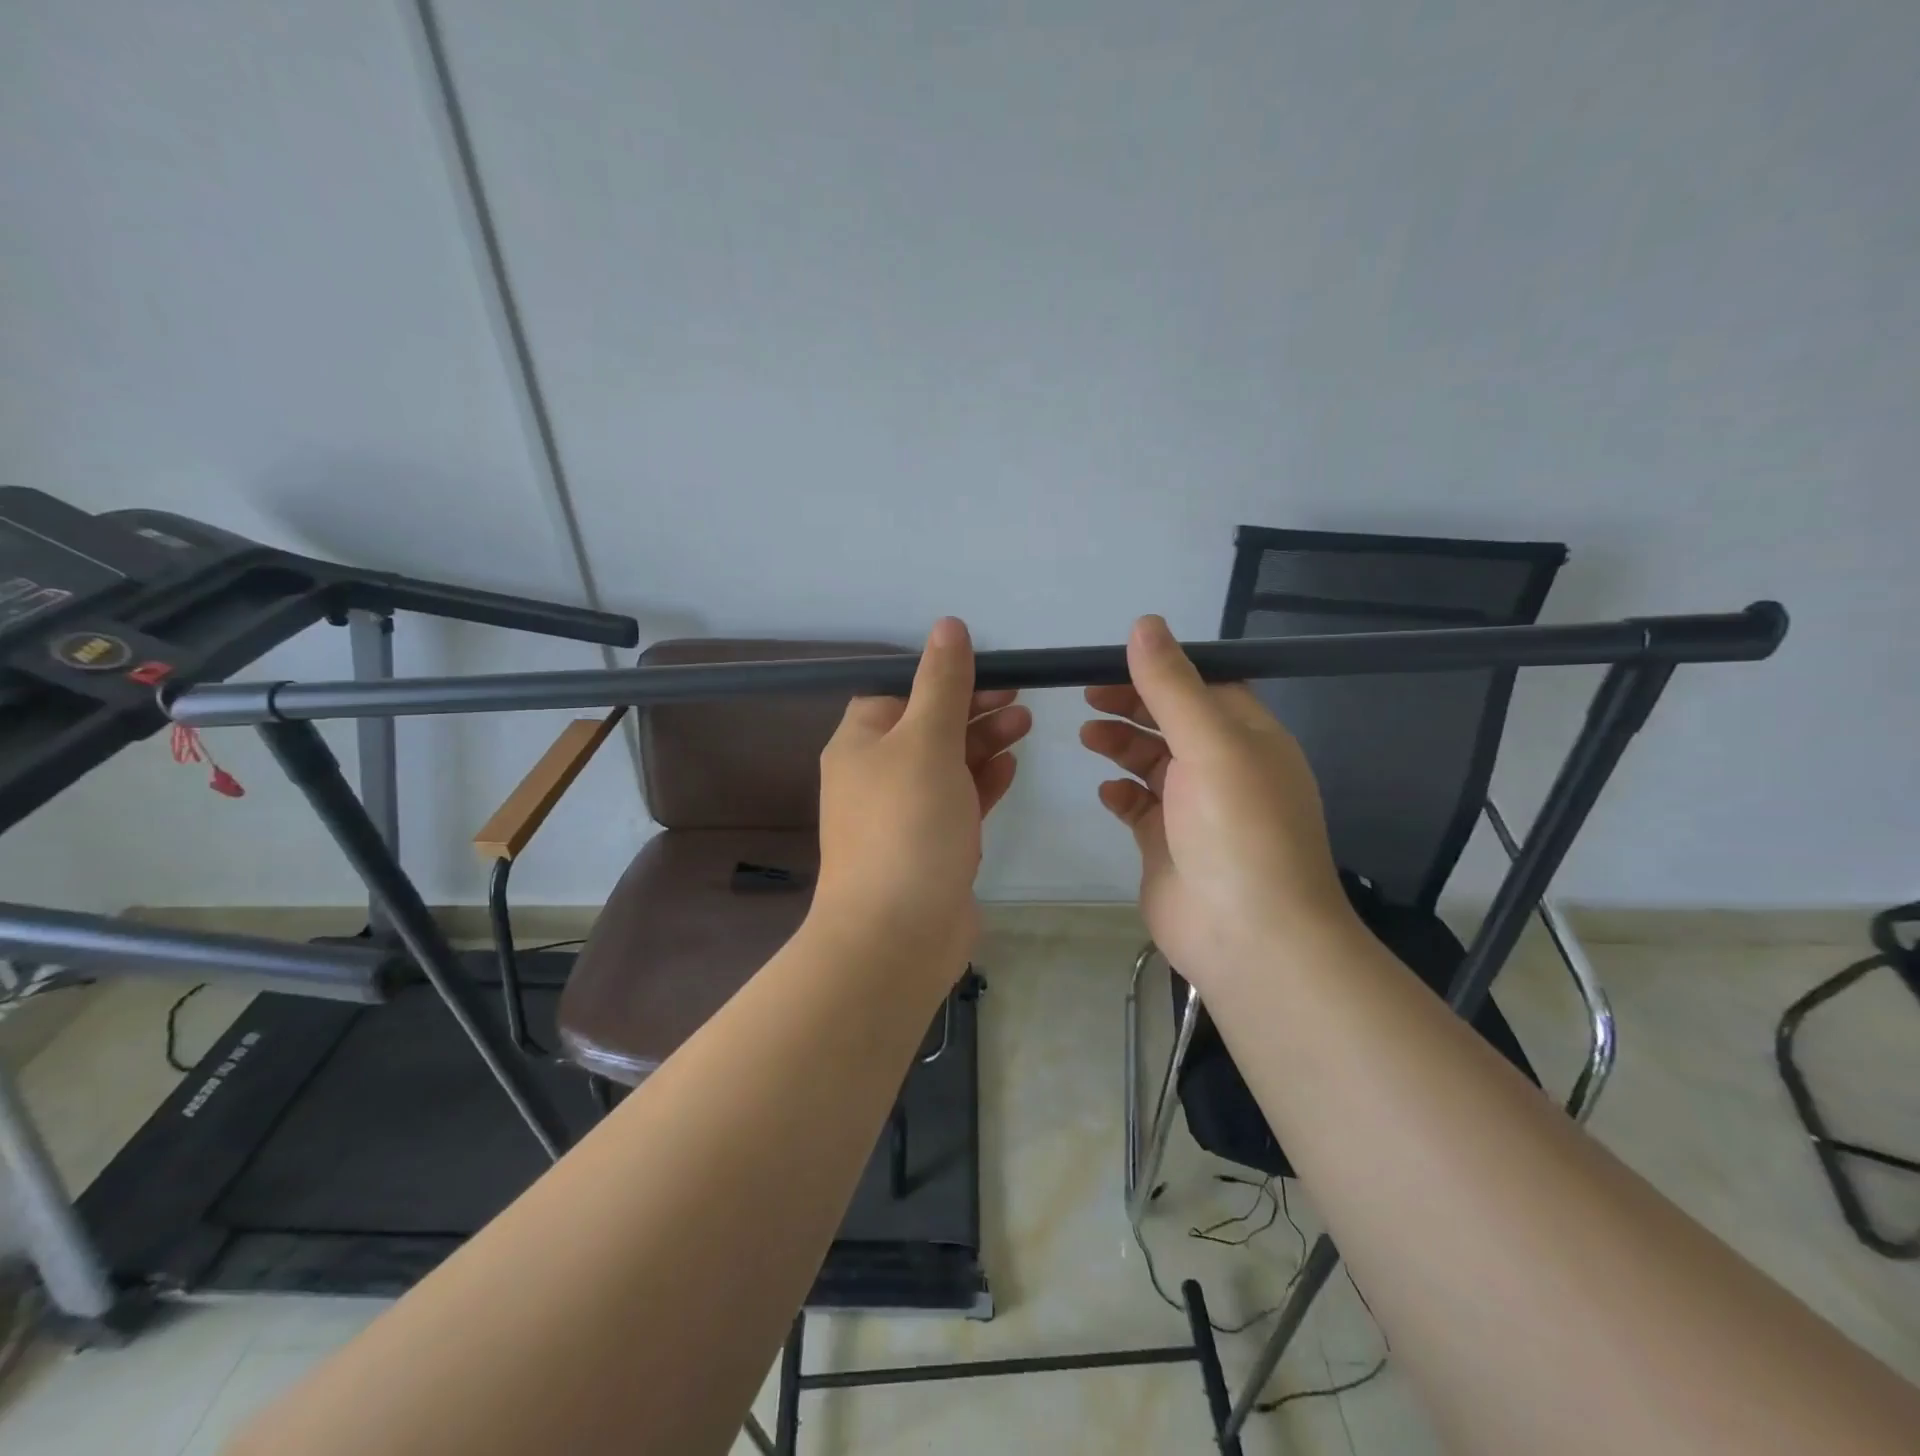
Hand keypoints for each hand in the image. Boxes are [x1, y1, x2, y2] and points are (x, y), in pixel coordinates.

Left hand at [813, 617, 1031, 980]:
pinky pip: (956, 803)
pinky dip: (981, 783)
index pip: (896, 692)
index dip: (940, 677)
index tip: (987, 670)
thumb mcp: (926, 740)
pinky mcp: (929, 847)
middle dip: (971, 708)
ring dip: (983, 742)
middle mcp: (875, 776)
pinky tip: (1011, 768)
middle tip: (1019, 697)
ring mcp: (902, 815)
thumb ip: (941, 683)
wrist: (896, 935)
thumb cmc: (907, 825)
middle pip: (926, 727)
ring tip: (1026, 723)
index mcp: (860, 744)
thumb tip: (948, 625)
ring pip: (946, 765)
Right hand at [1081, 615, 1355, 989]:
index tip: (1114, 660)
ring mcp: (1196, 811)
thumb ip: (1172, 686)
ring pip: (1153, 762)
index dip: (1163, 669)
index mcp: (1249, 738)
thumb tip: (1145, 624)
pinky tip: (1105, 790)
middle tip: (1087, 695)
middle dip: (1133, 704)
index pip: (1206, 686)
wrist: (1249, 938)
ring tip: (1087, 736)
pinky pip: (1139, 807)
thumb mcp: (1210, 744)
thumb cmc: (1238, 830)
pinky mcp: (1168, 846)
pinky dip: (1121, 793)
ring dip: (1122, 744)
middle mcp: (1225, 769)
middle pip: (1173, 721)